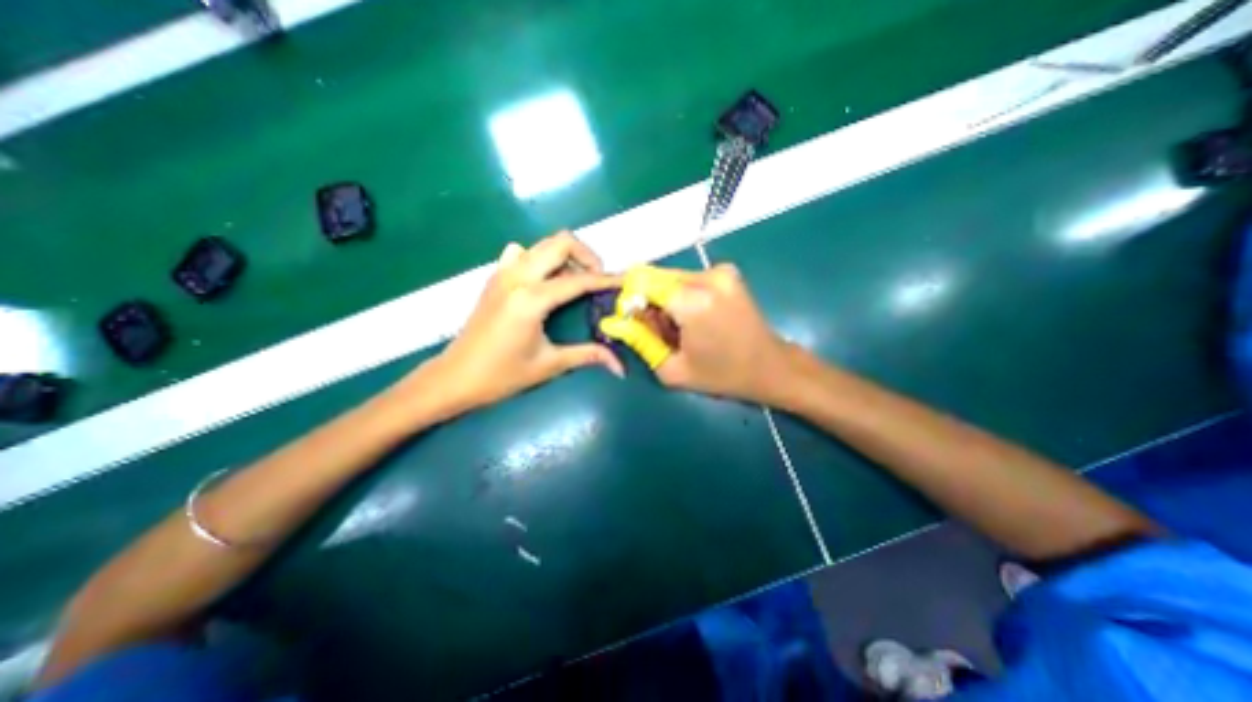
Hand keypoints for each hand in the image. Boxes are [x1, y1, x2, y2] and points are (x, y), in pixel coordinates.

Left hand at [420, 233, 625, 414]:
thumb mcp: (549, 365)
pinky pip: (522, 253)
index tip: (626, 279)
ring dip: (565, 255)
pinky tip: (544, 281)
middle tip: (598, 279)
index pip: (578, 280)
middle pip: (560, 243)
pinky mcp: (495, 278)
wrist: (454, 378)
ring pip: (542, 244)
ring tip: (576, 280)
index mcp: (531, 299)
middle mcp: (517, 276)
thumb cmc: (501, 375)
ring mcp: (502, 273)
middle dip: (587, 255)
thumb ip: (588, 356)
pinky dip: (540, 259)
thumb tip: (619, 366)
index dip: (606, 279)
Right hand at [599, 262, 790, 405]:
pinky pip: (687, 279)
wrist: (771, 367)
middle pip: (655, 277)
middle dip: (646, 301)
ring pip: (670, 277)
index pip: (640, 282)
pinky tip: (692, 318)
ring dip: (664, 300)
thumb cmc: (722, 375)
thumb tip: (611, 322)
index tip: (632, 322)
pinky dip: (680, 295)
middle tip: (657, 330)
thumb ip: (638, 341)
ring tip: (677, 328)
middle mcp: (706, 276)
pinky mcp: (727, 272)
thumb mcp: (672, 369)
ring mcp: (720, 271)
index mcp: (692, 301)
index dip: (629, 300)